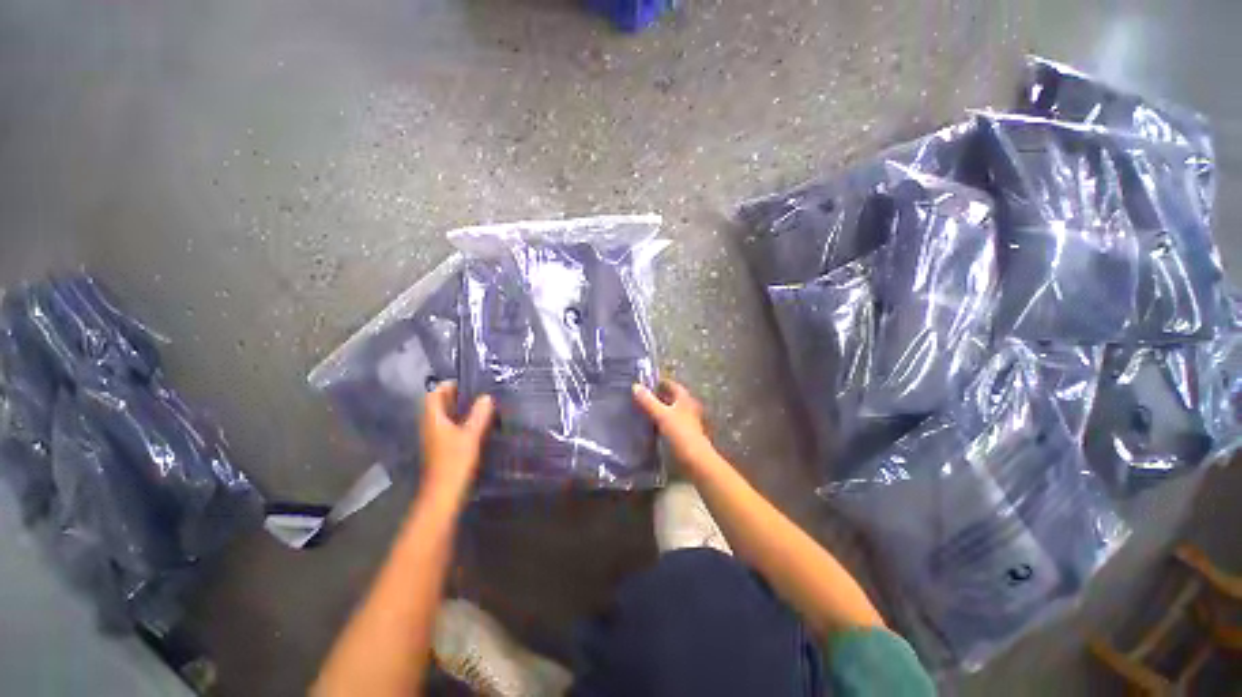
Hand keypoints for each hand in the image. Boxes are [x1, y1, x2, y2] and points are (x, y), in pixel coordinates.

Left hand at [420, 381, 494, 499]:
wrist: (444, 494)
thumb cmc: (455, 461)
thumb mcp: (471, 435)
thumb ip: (479, 415)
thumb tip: (486, 397)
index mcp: (433, 419)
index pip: (434, 394)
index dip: (447, 385)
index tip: (467, 381)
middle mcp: (431, 426)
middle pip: (439, 405)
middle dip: (456, 396)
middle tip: (478, 391)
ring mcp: (435, 438)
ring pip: (445, 417)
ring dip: (459, 409)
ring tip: (481, 405)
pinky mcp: (442, 448)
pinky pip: (450, 427)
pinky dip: (461, 421)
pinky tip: (478, 424)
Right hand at [633, 378, 716, 466]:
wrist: (694, 460)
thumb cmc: (680, 433)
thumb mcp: (661, 415)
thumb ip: (648, 401)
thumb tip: (635, 386)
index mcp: (684, 399)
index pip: (671, 385)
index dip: (659, 383)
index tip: (644, 383)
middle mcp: (686, 407)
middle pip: (670, 398)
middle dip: (657, 396)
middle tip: (639, 396)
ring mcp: (685, 421)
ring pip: (669, 411)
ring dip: (657, 410)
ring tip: (640, 410)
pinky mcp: (682, 434)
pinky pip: (668, 423)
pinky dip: (659, 422)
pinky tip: (648, 425)